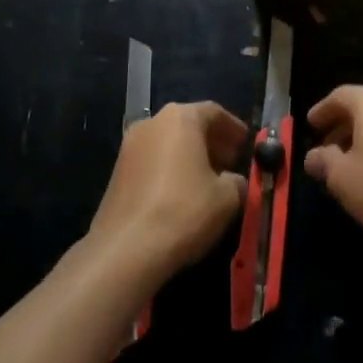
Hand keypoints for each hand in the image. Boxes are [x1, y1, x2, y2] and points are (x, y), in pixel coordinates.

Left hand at [89, 102, 248, 284]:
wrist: (125, 250)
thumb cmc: (183, 211)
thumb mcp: (227, 198)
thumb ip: (237, 181)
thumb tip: (233, 181)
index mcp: (180, 118)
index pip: (213, 112)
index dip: (233, 128)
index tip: (246, 144)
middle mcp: (152, 123)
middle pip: (188, 125)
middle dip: (211, 142)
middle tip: (230, 162)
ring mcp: (129, 147)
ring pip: (169, 143)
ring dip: (190, 156)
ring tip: (208, 180)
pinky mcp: (117, 173)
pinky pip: (153, 161)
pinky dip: (170, 170)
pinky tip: (182, 195)